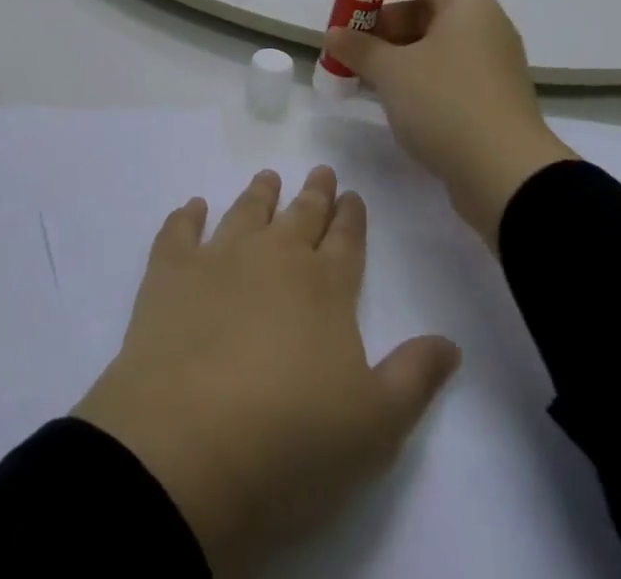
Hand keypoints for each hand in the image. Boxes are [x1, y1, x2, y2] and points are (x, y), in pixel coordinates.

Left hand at [73, 167, 460, 573]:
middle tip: (320, 171)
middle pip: (301, 215)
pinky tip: (192, 207)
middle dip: (315, 193)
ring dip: (259, 193)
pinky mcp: (169, 273)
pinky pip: (179, 231)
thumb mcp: (375, 426)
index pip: (346, 240)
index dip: (352, 216)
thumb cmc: (291, 442)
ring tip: (268, 177)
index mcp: (325, 288)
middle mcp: (275, 257)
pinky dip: (186, 216)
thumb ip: (414, 377)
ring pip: (246, 211)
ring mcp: (219, 258)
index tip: (353, 194)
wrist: (187, 447)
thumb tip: (451, 342)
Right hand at [324, 0, 574, 247]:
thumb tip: (333, 34)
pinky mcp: (491, 98)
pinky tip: (389, 97)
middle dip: (385, 22)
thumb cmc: (446, 104)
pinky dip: (417, 76)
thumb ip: (358, 47)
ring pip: (435, 44)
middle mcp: (485, 27)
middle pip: (428, 8)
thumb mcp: (392, 71)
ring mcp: (491, 64)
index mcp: (468, 6)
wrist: (507, 177)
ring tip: (361, 72)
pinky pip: (447, 72)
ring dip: (396, 53)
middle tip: (351, 43)